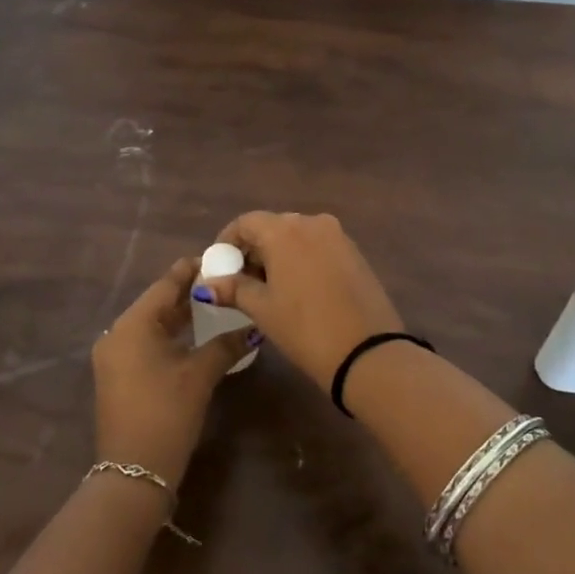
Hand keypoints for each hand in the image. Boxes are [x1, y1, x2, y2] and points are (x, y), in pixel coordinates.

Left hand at [92, 257, 248, 487]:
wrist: (133, 475)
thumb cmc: (166, 414)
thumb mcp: (200, 375)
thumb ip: (226, 344)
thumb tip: (253, 327)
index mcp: (132, 325)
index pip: (165, 284)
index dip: (192, 270)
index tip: (219, 259)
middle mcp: (117, 334)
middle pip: (157, 303)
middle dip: (189, 293)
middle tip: (223, 284)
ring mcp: (115, 357)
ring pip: (152, 324)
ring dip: (181, 316)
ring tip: (215, 306)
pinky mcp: (119, 376)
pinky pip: (146, 343)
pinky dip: (170, 336)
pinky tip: (196, 337)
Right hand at [198, 212, 403, 389]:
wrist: (368, 351)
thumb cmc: (305, 327)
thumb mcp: (263, 310)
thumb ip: (234, 290)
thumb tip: (206, 284)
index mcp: (285, 230)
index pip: (246, 222)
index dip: (228, 241)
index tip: (219, 266)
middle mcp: (312, 222)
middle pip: (273, 227)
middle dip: (254, 249)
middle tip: (241, 282)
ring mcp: (338, 236)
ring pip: (297, 237)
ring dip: (278, 255)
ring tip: (268, 289)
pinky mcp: (355, 252)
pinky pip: (318, 247)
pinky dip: (302, 259)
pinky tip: (298, 289)